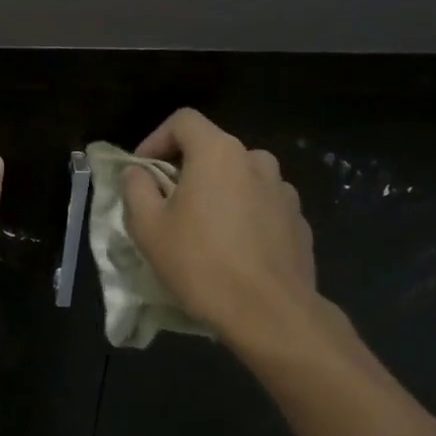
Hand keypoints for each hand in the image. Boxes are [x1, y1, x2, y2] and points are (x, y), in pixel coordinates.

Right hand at [121, 108, 325, 347]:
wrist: (270, 314)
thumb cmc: (200, 263)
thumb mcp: (148, 227)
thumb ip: (136, 188)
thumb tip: (139, 173)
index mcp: (219, 153)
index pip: (183, 121)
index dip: (156, 139)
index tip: (142, 170)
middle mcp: (256, 161)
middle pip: (213, 150)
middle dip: (186, 170)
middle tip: (167, 204)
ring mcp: (284, 192)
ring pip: (240, 179)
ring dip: (217, 193)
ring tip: (202, 230)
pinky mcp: (299, 222)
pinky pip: (261, 206)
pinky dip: (243, 216)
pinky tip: (232, 251)